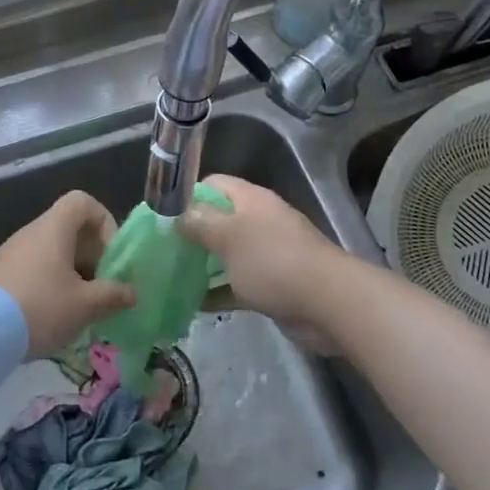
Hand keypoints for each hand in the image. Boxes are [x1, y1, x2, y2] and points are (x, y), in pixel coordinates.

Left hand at [0, 191, 135, 357]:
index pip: (82, 202)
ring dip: (71, 273)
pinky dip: (49, 283)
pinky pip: (33, 268)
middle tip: (101, 287)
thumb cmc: (40, 308)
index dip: (104, 222)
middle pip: (69, 229)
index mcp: (53, 229)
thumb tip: (132, 292)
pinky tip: (52, 315)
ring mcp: (11, 253)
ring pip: (51, 251)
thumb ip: (112, 296)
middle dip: (91, 255)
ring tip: (80, 306)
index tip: (110, 255)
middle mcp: (31, 232)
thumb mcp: (84, 305)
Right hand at [180, 175, 347, 349]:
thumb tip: (177, 215)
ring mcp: (267, 254)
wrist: (328, 303)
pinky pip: (237, 284)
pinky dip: (218, 291)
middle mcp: (259, 222)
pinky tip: (192, 304)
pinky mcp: (272, 285)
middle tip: (161, 251)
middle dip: (191, 234)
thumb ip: (199, 223)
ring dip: (202, 265)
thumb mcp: (228, 236)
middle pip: (219, 220)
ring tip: (170, 277)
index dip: (188, 196)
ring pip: (227, 254)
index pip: (213, 184)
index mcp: (251, 200)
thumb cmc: (273, 261)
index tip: (163, 217)